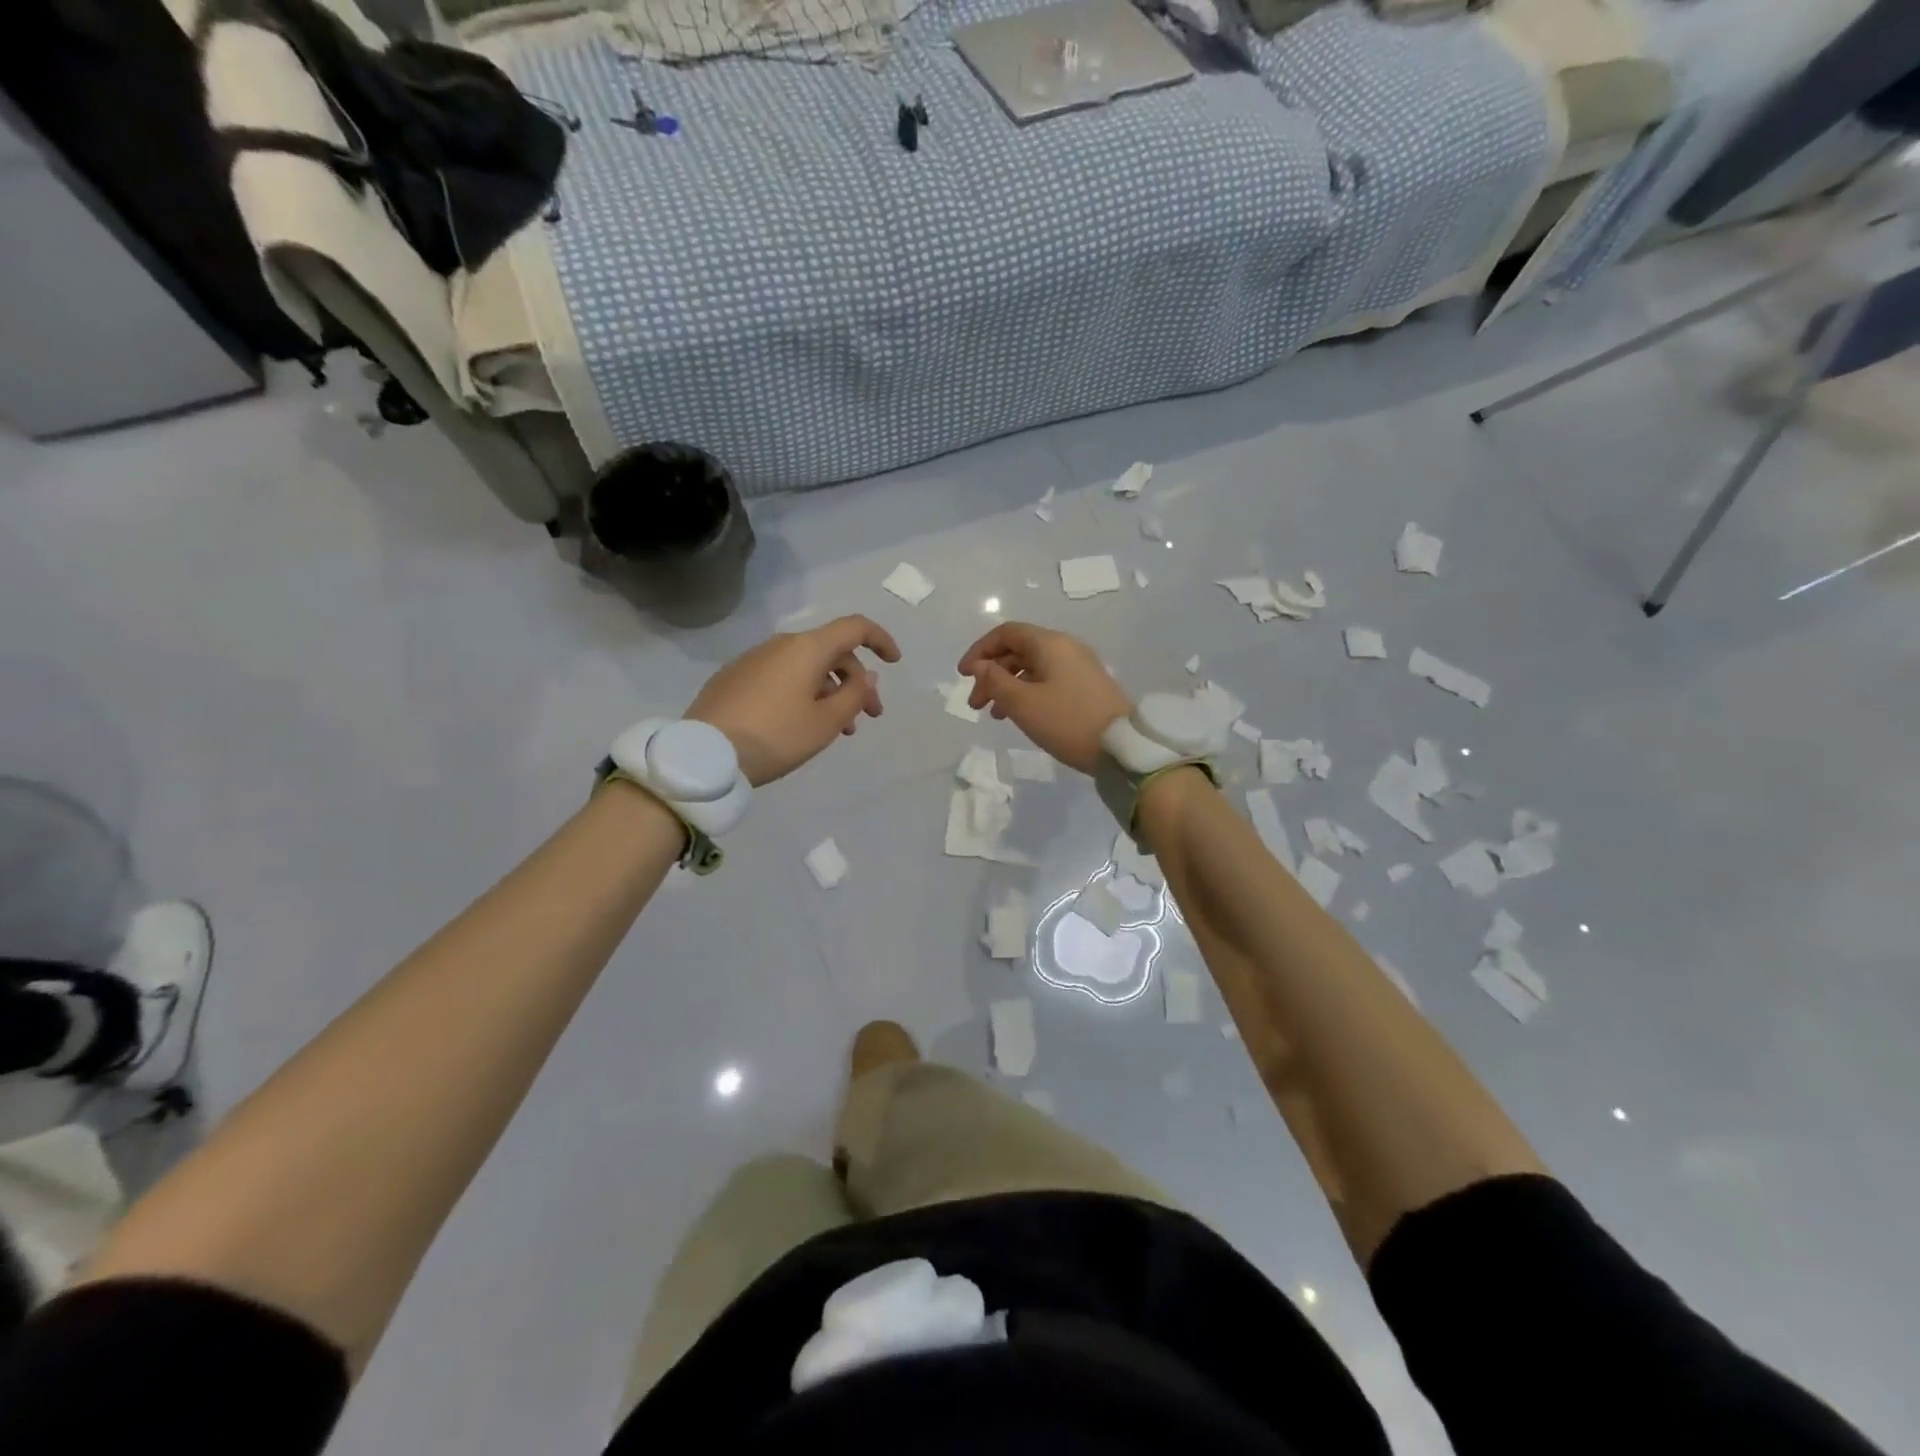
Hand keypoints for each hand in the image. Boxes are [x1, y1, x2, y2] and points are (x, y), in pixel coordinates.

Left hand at [689, 615, 901, 785]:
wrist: (705, 754)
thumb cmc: (776, 736)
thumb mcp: (826, 723)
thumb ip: (855, 695)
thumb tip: (866, 676)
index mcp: (807, 648)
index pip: (854, 627)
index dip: (880, 639)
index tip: (895, 662)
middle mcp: (780, 644)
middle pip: (831, 651)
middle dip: (856, 681)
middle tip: (868, 717)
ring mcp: (754, 659)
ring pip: (805, 667)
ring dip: (830, 692)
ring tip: (838, 729)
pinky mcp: (734, 678)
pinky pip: (781, 677)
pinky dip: (802, 693)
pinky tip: (800, 725)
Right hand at [957, 622, 1131, 774]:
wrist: (1120, 747)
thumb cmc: (1066, 721)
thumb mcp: (1022, 703)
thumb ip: (995, 680)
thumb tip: (980, 666)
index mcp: (1050, 643)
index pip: (1006, 633)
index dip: (980, 650)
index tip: (963, 675)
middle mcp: (1065, 648)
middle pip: (1018, 650)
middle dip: (991, 673)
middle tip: (975, 704)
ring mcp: (1079, 667)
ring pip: (1032, 668)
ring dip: (1007, 686)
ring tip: (993, 714)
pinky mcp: (1086, 687)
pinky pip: (1047, 680)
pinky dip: (1027, 693)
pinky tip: (1019, 715)